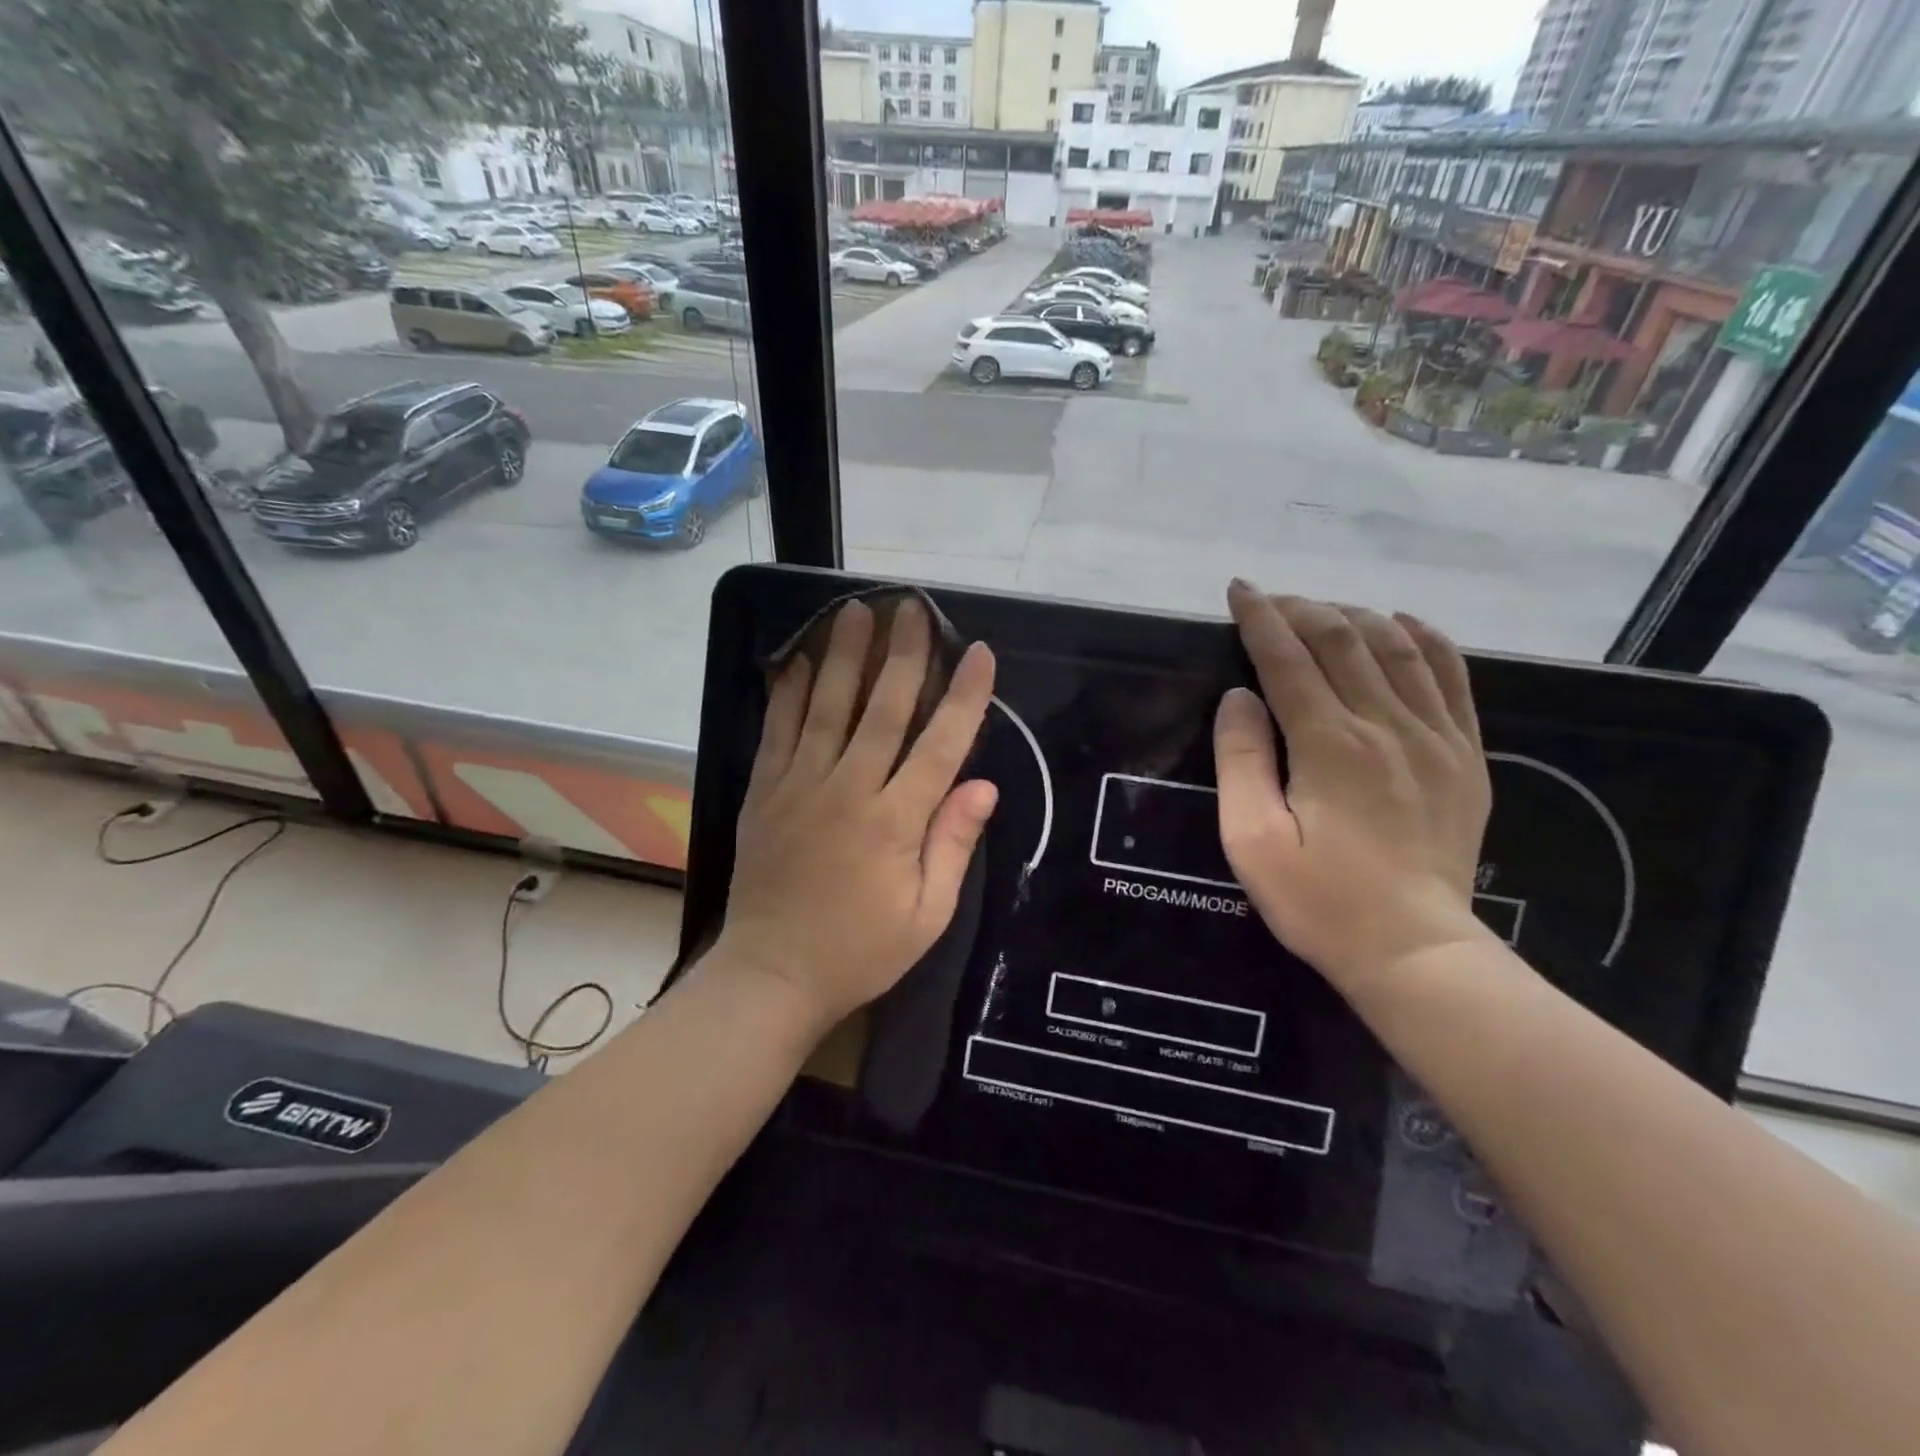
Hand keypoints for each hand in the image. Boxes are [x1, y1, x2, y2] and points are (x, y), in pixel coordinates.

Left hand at [716, 596, 998, 1032]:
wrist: (772, 975)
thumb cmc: (860, 951)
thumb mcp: (926, 916)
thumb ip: (952, 845)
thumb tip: (984, 786)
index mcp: (894, 822)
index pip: (940, 745)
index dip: (964, 696)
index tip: (978, 654)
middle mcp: (848, 790)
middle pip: (882, 709)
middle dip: (902, 654)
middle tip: (912, 608)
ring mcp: (800, 786)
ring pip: (826, 706)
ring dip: (843, 655)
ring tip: (855, 611)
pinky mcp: (765, 792)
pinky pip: (777, 731)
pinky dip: (786, 692)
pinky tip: (795, 659)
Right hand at [1214, 582, 1493, 993]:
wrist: (1414, 950)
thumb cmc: (1318, 900)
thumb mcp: (1251, 840)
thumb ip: (1241, 761)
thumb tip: (1238, 696)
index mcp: (1329, 745)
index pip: (1288, 659)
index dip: (1261, 618)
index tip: (1239, 590)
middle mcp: (1386, 725)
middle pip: (1342, 640)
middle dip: (1301, 609)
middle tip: (1270, 601)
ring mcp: (1435, 736)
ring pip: (1396, 647)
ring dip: (1353, 616)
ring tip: (1321, 610)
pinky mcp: (1465, 754)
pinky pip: (1452, 675)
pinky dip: (1425, 638)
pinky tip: (1402, 623)